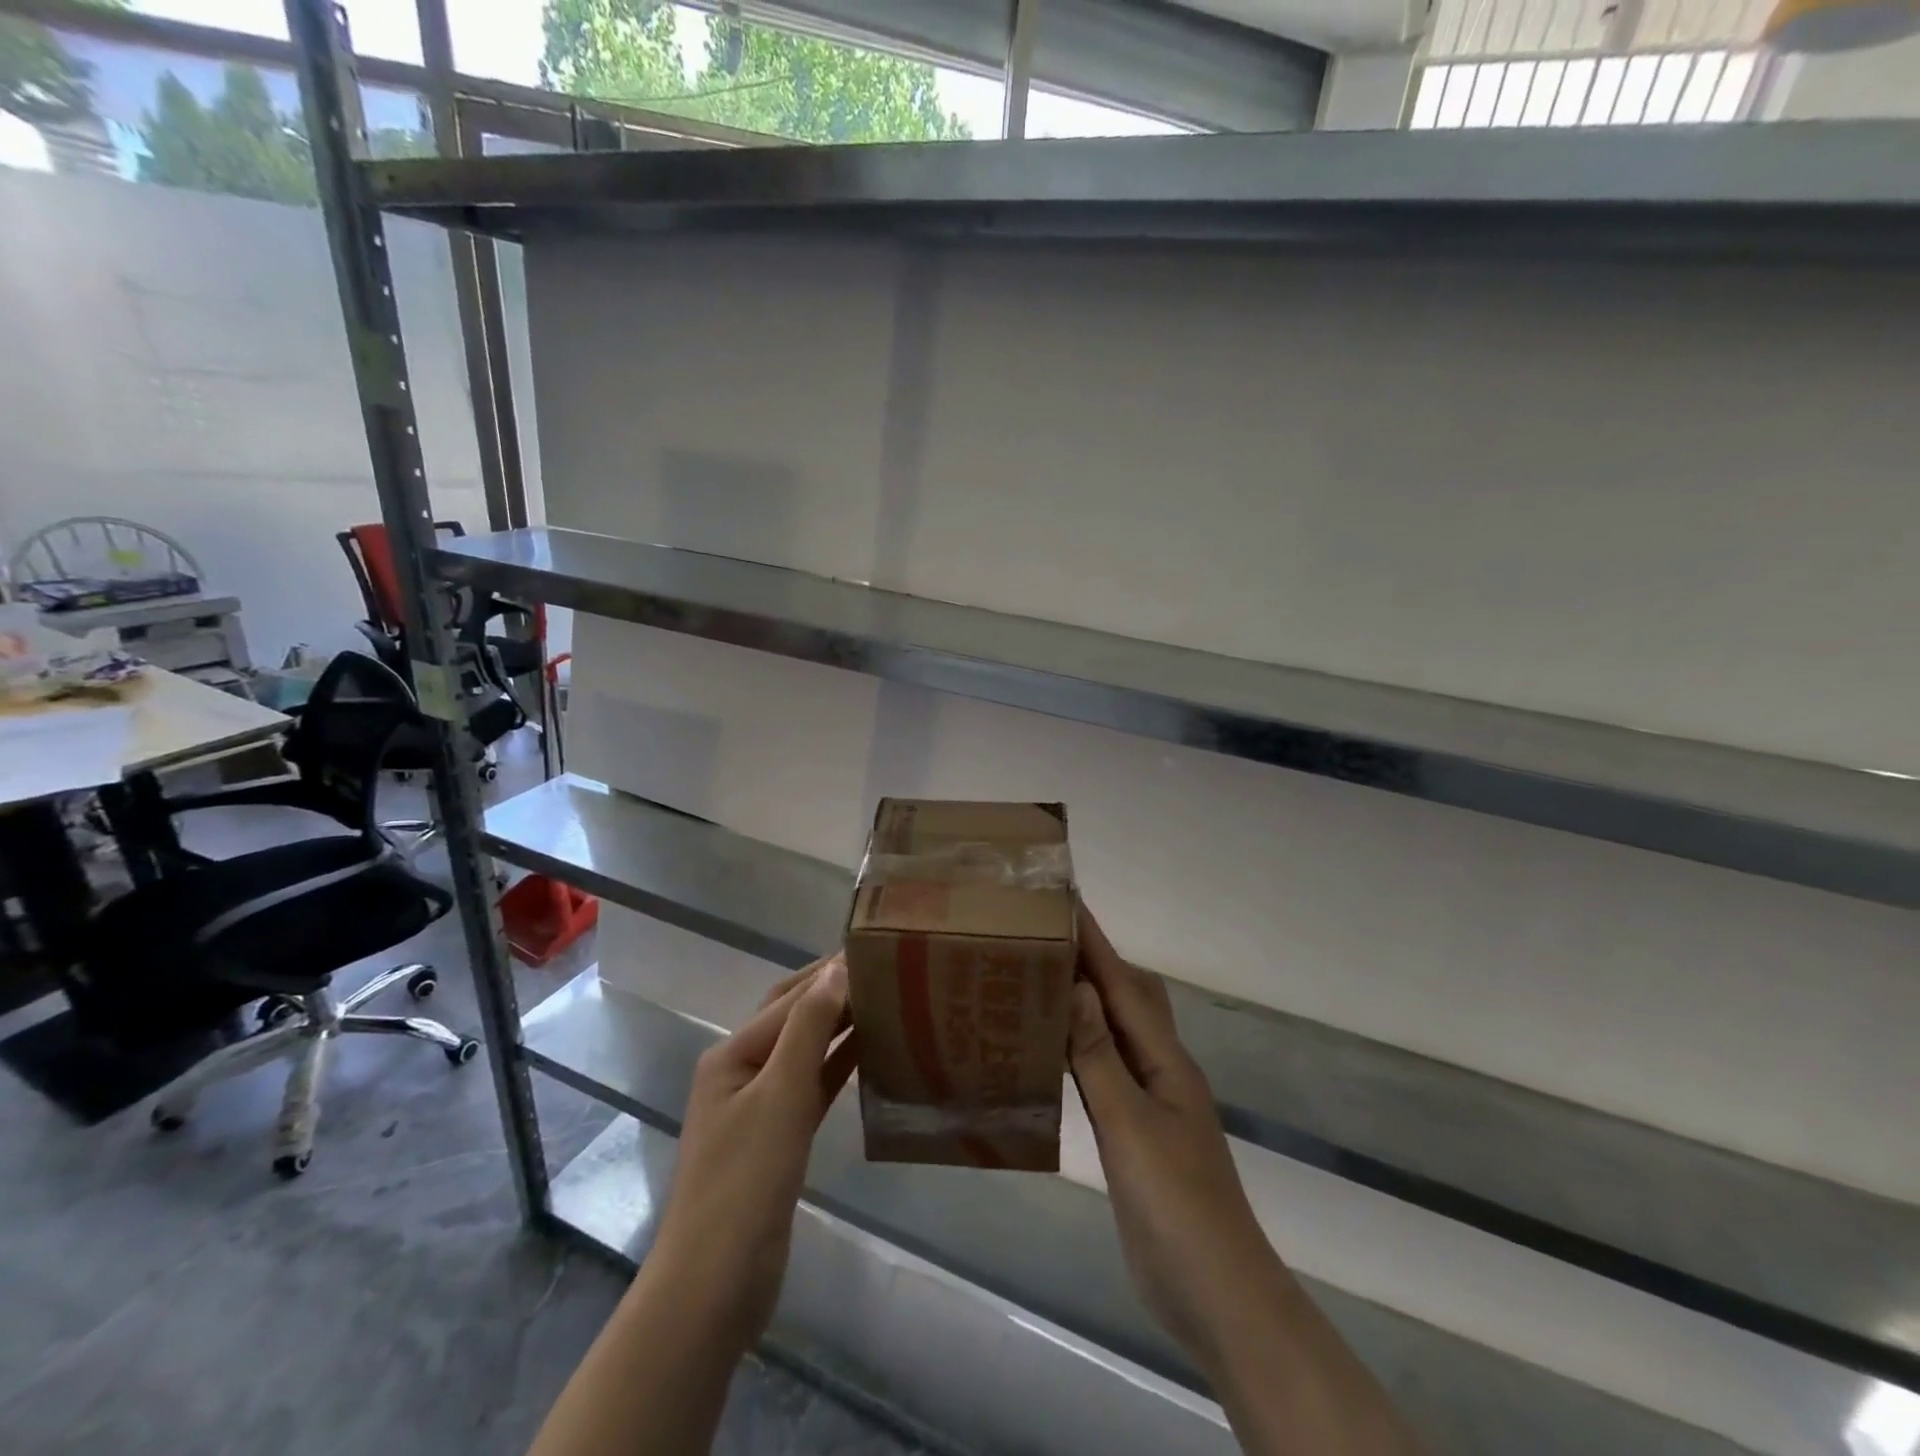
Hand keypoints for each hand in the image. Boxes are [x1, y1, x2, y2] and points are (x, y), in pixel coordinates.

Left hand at [650, 953, 855, 1349]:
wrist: (715, 1287)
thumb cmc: (744, 1183)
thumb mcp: (780, 1095)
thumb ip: (809, 1029)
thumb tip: (836, 968)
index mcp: (734, 1053)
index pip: (790, 996)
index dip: (831, 972)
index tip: (876, 949)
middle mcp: (743, 1070)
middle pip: (794, 1016)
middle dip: (834, 990)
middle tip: (886, 969)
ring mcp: (759, 1105)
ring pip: (806, 1050)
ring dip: (840, 1025)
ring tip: (887, 1001)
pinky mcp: (778, 1137)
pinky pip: (813, 1086)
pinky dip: (839, 1065)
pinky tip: (871, 1053)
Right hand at [1067, 906, 1280, 1377]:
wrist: (1215, 1294)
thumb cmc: (1177, 1206)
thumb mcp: (1131, 1128)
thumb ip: (1100, 1058)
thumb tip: (1078, 986)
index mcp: (1165, 1059)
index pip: (1123, 985)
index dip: (1094, 940)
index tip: (1065, 899)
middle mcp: (1158, 1068)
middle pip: (1126, 997)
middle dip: (1091, 959)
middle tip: (1043, 934)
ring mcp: (1149, 1100)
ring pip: (1114, 1031)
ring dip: (1084, 1000)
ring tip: (1039, 978)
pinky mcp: (1134, 1129)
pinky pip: (1103, 1069)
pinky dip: (1078, 1047)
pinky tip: (1050, 1051)